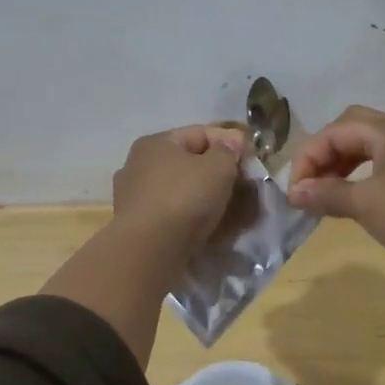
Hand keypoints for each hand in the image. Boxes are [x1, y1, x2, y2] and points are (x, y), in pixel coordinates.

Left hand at [111, 125, 247, 257]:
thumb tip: (231, 142)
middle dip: (215, 172)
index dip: (229, 142)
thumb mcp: (218, 168)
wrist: (149, 251)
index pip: (200, 133)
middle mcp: (138, 165)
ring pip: (179, 189)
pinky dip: (189, 217)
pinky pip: (171, 213)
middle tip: (241, 185)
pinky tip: (206, 226)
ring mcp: (134, 197)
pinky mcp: (136, 225)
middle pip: (187, 162)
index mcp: (155, 143)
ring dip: (203, 196)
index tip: (251, 158)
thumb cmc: (184, 198)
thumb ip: (228, 151)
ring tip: (228, 209)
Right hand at [286, 107, 384, 309]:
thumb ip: (328, 194)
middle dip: (325, 154)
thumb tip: (295, 192)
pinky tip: (358, 196)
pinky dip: (364, 173)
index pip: (334, 131)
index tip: (294, 191)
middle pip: (353, 129)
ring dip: (344, 164)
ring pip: (370, 145)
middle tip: (310, 185)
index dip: (308, 158)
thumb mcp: (367, 204)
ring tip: (328, 193)